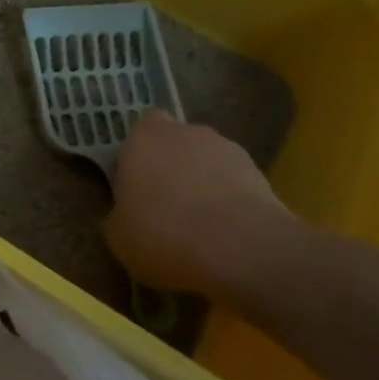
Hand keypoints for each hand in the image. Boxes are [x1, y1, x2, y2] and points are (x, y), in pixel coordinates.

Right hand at [105, 111, 291, 295]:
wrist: (242, 250)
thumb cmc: (164, 235)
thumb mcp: (119, 238)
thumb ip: (117, 217)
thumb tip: (121, 216)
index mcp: (144, 138)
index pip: (140, 129)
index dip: (138, 154)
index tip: (136, 184)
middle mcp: (186, 132)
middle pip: (176, 142)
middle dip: (172, 166)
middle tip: (167, 204)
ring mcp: (227, 149)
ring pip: (208, 161)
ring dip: (204, 182)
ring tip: (203, 225)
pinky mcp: (260, 174)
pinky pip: (236, 183)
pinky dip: (231, 200)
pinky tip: (228, 233)